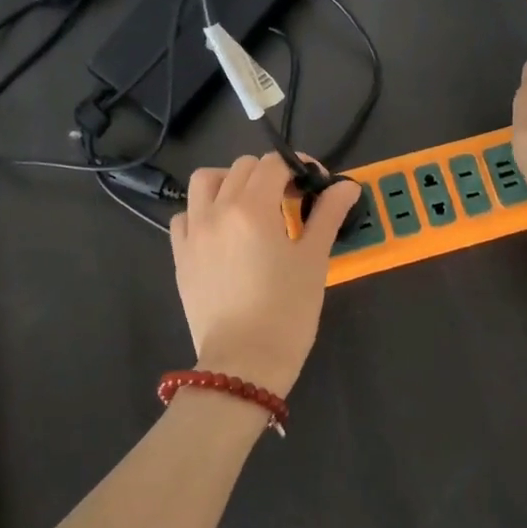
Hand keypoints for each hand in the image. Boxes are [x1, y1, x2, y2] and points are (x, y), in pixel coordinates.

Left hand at [170, 152, 360, 397]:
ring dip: (230, 182)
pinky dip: (203, 211)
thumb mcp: (314, 260)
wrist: (243, 364)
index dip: (299, 167)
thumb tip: (346, 186)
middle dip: (269, 174)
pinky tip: (222, 232)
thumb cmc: (287, 312)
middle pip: (242, 167)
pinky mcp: (180, 255)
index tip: (315, 188)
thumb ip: (327, 215)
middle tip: (290, 201)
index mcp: (252, 207)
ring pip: (206, 181)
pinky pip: (185, 215)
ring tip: (250, 206)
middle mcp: (217, 210)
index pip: (274, 163)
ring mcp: (193, 232)